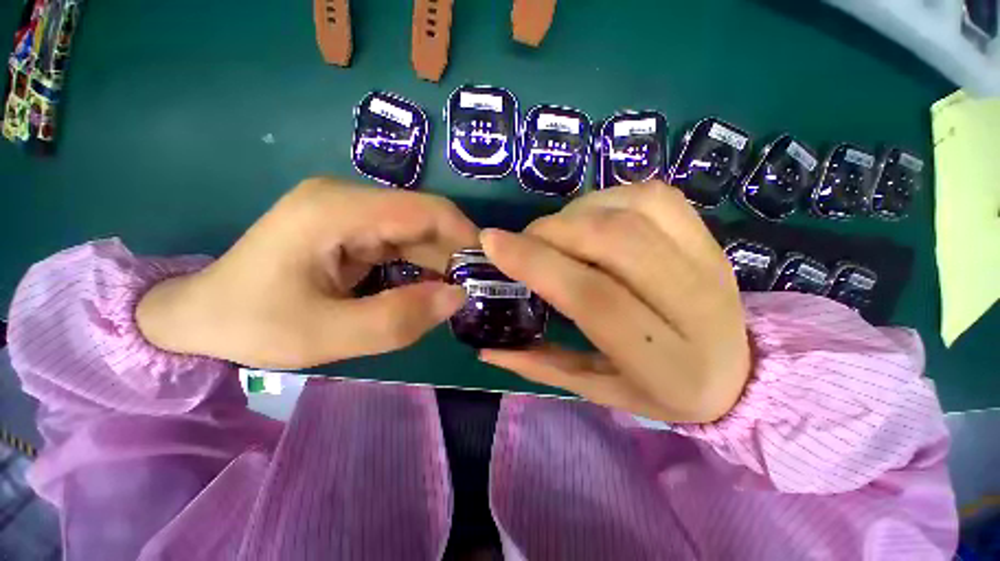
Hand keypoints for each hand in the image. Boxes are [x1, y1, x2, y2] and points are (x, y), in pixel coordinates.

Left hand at [137, 178, 476, 368]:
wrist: (201, 316)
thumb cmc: (252, 324)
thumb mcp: (326, 335)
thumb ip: (398, 319)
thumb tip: (457, 297)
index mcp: (338, 209)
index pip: (425, 210)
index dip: (465, 237)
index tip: (487, 270)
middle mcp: (347, 198)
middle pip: (423, 220)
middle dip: (454, 255)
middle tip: (472, 292)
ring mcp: (348, 211)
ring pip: (416, 233)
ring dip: (438, 263)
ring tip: (450, 296)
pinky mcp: (350, 227)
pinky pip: (401, 243)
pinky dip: (420, 266)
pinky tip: (423, 289)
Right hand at [479, 182, 750, 422]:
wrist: (738, 372)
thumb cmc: (661, 390)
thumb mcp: (598, 390)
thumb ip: (542, 365)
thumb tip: (486, 347)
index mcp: (667, 362)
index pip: (593, 297)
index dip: (537, 263)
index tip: (492, 243)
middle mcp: (696, 305)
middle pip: (613, 241)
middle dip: (552, 231)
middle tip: (522, 241)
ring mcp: (709, 260)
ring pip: (632, 209)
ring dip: (576, 212)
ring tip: (555, 233)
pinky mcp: (708, 234)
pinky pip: (652, 195)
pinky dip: (606, 198)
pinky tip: (590, 219)